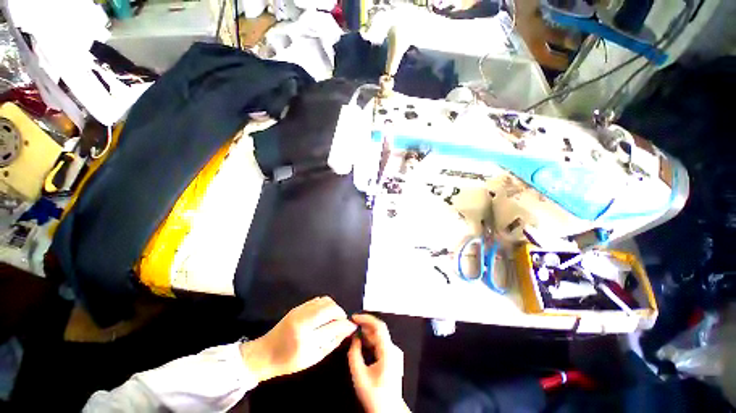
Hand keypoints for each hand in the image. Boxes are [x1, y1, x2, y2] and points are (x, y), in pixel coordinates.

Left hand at [240, 296, 356, 382]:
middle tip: (342, 322)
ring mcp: (300, 311)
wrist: (265, 353)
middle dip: (341, 313)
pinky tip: (324, 314)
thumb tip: (348, 329)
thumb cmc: (289, 361)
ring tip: (333, 318)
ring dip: (334, 308)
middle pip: (330, 308)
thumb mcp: (313, 358)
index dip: (346, 324)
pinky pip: (318, 299)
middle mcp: (304, 321)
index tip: (353, 326)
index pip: (333, 326)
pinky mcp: (298, 306)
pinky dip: (326, 305)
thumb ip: (332, 342)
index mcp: (307, 339)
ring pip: (325, 300)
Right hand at [348, 314, 409, 412]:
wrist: (389, 411)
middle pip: (379, 331)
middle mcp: (393, 350)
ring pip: (379, 337)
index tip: (355, 317)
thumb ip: (354, 354)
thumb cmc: (375, 396)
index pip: (379, 326)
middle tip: (352, 326)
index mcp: (388, 352)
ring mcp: (394, 353)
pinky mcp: (392, 358)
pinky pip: (380, 343)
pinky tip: (361, 343)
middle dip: (364, 326)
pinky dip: (370, 341)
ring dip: (366, 333)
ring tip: (354, 334)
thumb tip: (354, 338)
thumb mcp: (359, 376)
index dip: (366, 318)